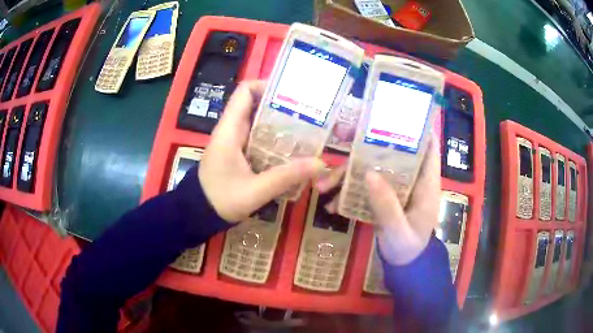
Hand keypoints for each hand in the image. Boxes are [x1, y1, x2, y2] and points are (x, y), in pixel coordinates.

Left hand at [199, 80, 325, 221]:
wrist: (197, 214)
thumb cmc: (220, 200)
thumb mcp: (255, 191)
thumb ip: (286, 177)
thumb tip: (320, 164)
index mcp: (229, 130)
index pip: (244, 91)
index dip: (266, 85)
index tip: (292, 95)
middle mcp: (230, 129)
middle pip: (255, 104)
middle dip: (281, 106)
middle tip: (308, 114)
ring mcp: (233, 140)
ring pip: (258, 121)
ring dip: (279, 124)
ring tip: (307, 130)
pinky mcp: (236, 152)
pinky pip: (257, 137)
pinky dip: (274, 139)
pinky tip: (291, 149)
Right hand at [316, 134, 440, 265]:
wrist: (403, 265)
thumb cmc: (408, 249)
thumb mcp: (398, 231)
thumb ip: (386, 206)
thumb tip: (368, 174)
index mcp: (425, 184)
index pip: (428, 149)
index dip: (417, 129)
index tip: (396, 114)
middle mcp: (410, 181)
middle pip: (392, 154)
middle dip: (367, 147)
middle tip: (342, 138)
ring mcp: (395, 188)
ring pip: (372, 170)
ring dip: (347, 174)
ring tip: (322, 186)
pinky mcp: (382, 197)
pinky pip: (364, 188)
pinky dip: (347, 193)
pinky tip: (331, 205)